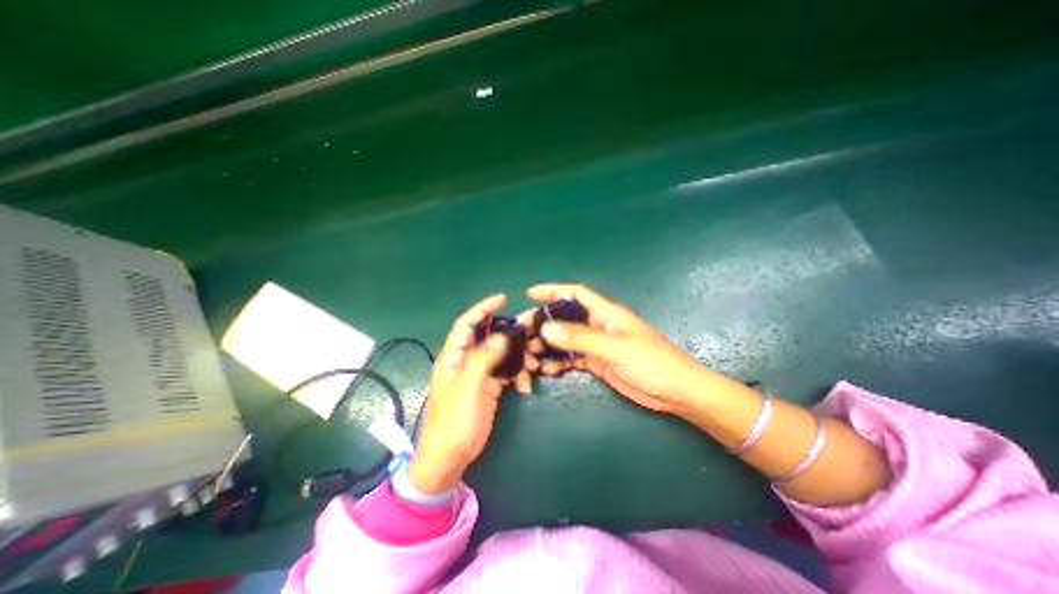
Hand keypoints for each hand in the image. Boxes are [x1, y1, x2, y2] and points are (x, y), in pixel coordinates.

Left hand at [406, 295, 514, 493]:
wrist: (450, 457)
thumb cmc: (453, 421)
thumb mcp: (468, 387)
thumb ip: (484, 359)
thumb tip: (501, 336)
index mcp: (454, 356)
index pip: (467, 323)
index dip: (482, 308)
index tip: (503, 299)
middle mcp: (466, 361)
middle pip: (488, 337)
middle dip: (508, 334)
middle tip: (529, 332)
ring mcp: (478, 374)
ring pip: (500, 354)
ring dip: (517, 357)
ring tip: (533, 364)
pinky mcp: (488, 387)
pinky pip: (505, 372)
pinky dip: (516, 375)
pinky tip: (524, 387)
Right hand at [528, 283, 719, 415]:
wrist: (678, 392)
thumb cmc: (652, 363)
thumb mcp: (615, 349)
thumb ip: (581, 338)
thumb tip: (547, 327)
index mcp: (606, 313)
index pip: (575, 294)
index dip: (552, 291)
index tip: (529, 294)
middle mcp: (598, 325)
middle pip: (565, 318)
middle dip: (543, 323)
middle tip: (521, 334)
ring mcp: (597, 345)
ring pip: (566, 340)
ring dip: (548, 346)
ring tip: (529, 356)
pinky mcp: (598, 363)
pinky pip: (572, 359)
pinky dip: (559, 363)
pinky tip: (547, 371)